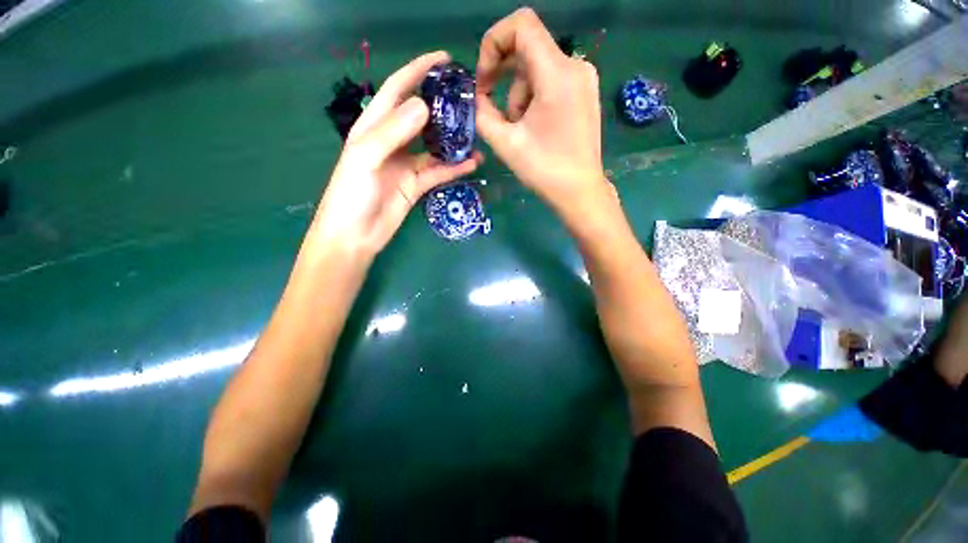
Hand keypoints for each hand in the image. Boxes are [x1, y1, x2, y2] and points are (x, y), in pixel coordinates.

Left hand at [311, 51, 482, 256]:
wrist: (355, 235)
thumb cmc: (351, 194)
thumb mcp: (366, 157)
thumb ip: (393, 131)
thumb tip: (424, 106)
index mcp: (373, 126)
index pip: (397, 89)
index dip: (418, 70)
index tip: (444, 59)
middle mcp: (392, 141)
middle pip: (421, 116)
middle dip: (442, 105)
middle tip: (469, 98)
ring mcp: (407, 164)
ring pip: (435, 146)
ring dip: (454, 140)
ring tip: (477, 132)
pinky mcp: (417, 184)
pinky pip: (439, 172)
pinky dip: (455, 168)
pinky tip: (473, 163)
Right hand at [476, 8, 608, 215]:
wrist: (580, 191)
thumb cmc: (544, 170)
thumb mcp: (505, 143)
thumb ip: (483, 114)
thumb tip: (477, 97)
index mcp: (557, 74)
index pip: (521, 25)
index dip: (493, 43)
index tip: (485, 79)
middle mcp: (575, 66)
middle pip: (528, 48)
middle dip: (504, 76)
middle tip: (492, 107)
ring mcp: (584, 79)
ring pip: (538, 68)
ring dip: (519, 95)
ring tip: (519, 129)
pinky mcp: (584, 92)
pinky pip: (551, 80)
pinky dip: (534, 97)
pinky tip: (533, 126)